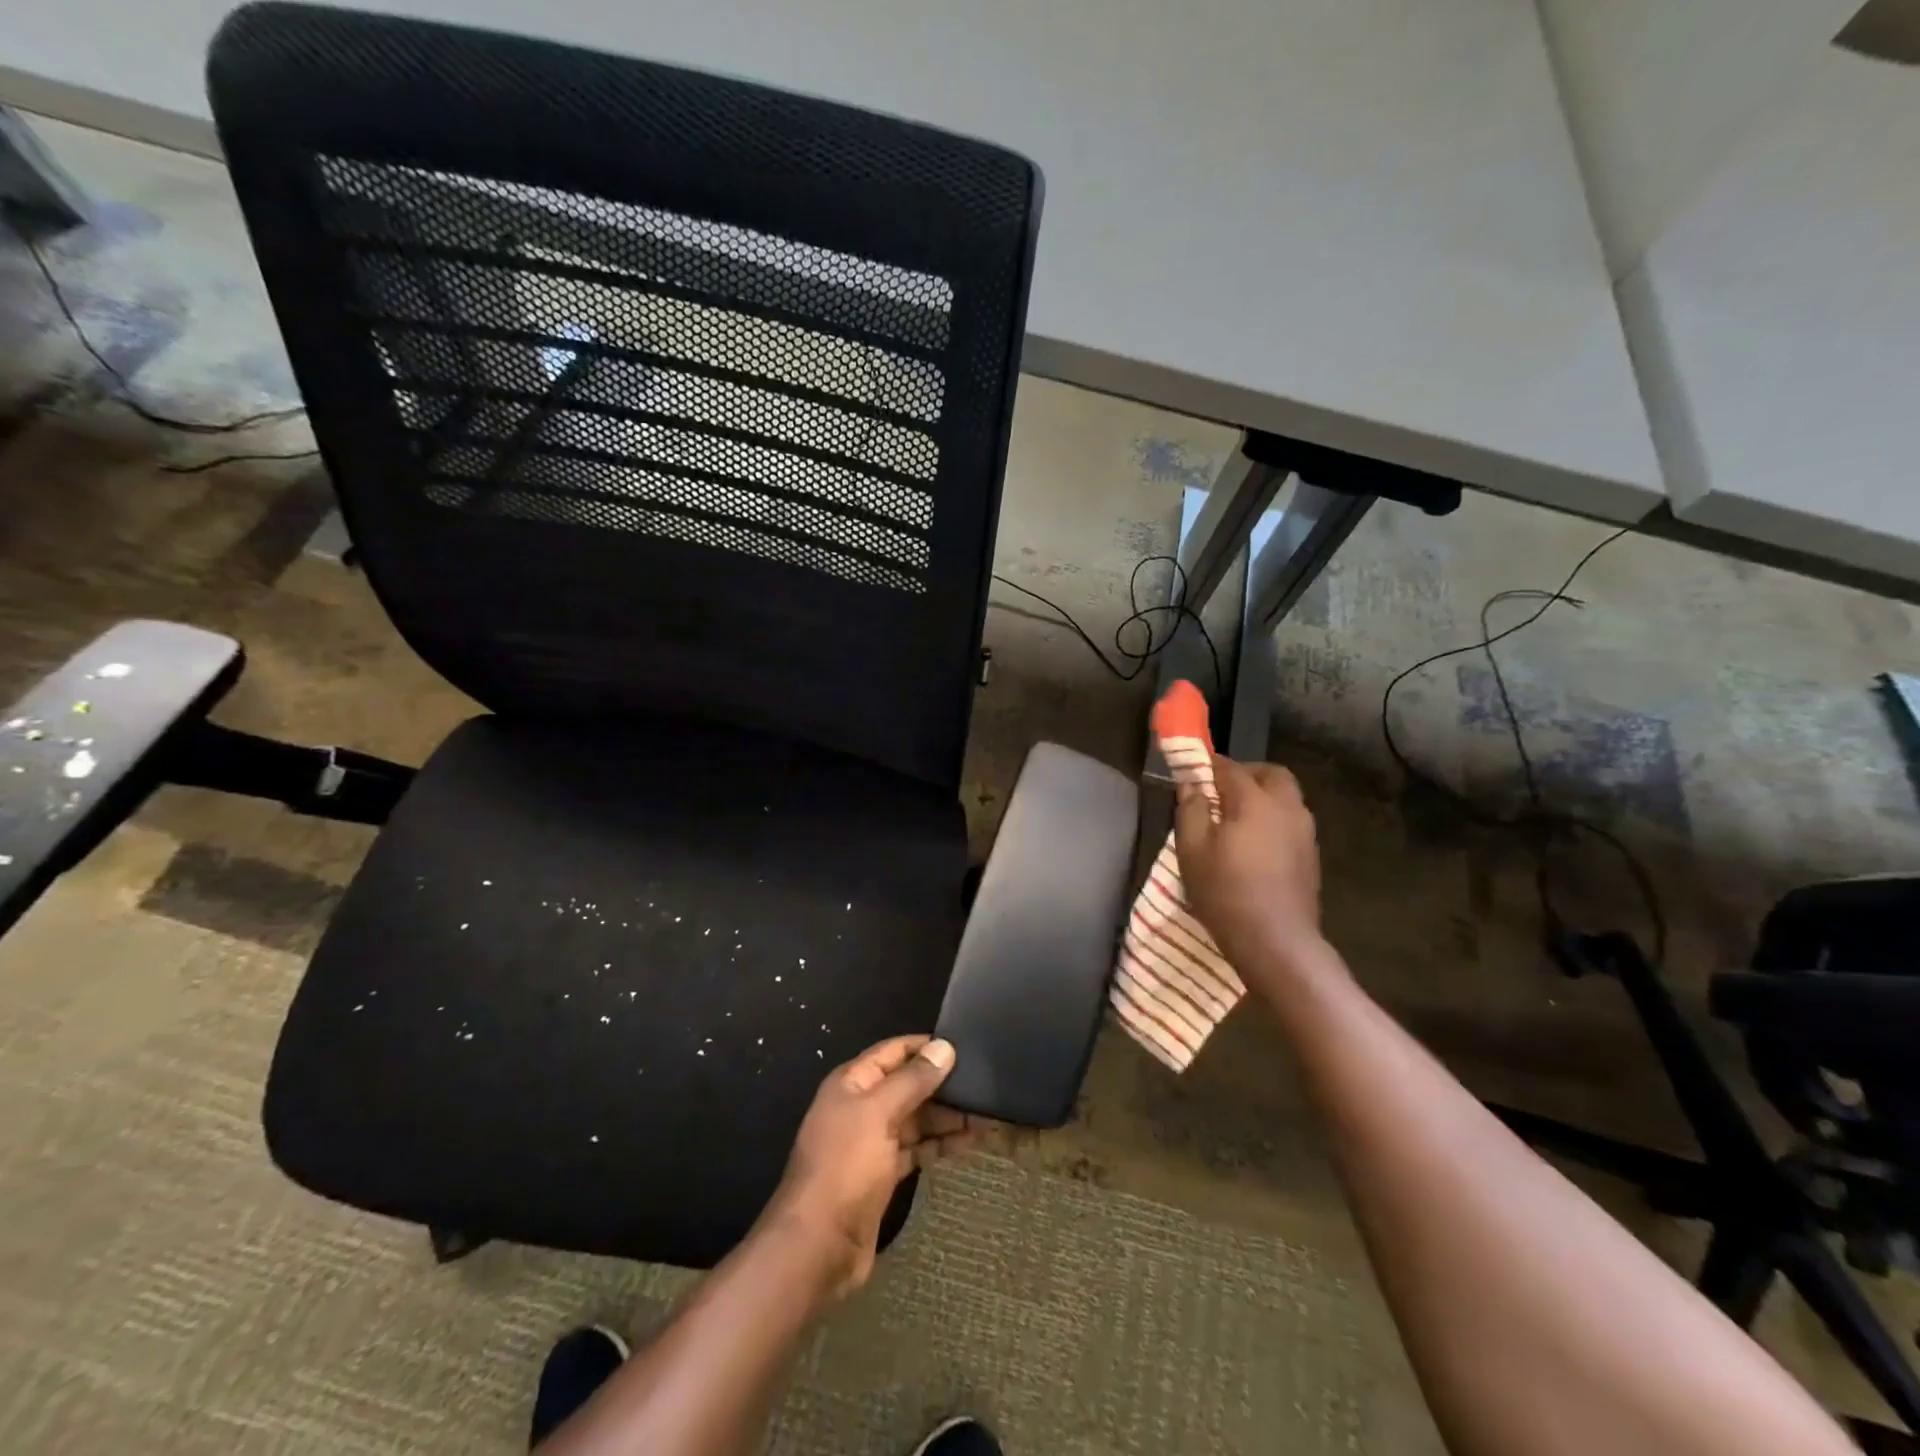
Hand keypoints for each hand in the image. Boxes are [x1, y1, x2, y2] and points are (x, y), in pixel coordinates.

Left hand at [763, 1035, 979, 1297]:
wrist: (818, 1248)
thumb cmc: (845, 1168)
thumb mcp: (878, 1114)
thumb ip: (912, 1080)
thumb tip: (944, 1047)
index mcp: (853, 1082)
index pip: (895, 1050)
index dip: (927, 1047)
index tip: (967, 1047)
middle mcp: (862, 1106)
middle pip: (908, 1085)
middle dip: (944, 1085)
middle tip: (987, 1086)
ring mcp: (873, 1141)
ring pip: (917, 1118)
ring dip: (948, 1117)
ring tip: (988, 1116)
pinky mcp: (884, 1173)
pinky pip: (917, 1148)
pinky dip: (941, 1144)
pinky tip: (970, 1142)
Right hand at [1174, 756, 1324, 987]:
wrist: (1276, 941)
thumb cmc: (1225, 891)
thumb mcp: (1192, 849)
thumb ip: (1191, 809)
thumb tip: (1191, 783)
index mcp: (1255, 801)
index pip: (1230, 768)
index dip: (1209, 764)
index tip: (1192, 769)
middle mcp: (1287, 807)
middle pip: (1270, 774)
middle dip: (1245, 774)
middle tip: (1219, 790)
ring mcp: (1304, 832)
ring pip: (1285, 797)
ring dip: (1262, 796)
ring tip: (1234, 819)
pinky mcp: (1311, 855)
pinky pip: (1291, 821)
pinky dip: (1272, 819)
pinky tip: (1254, 844)